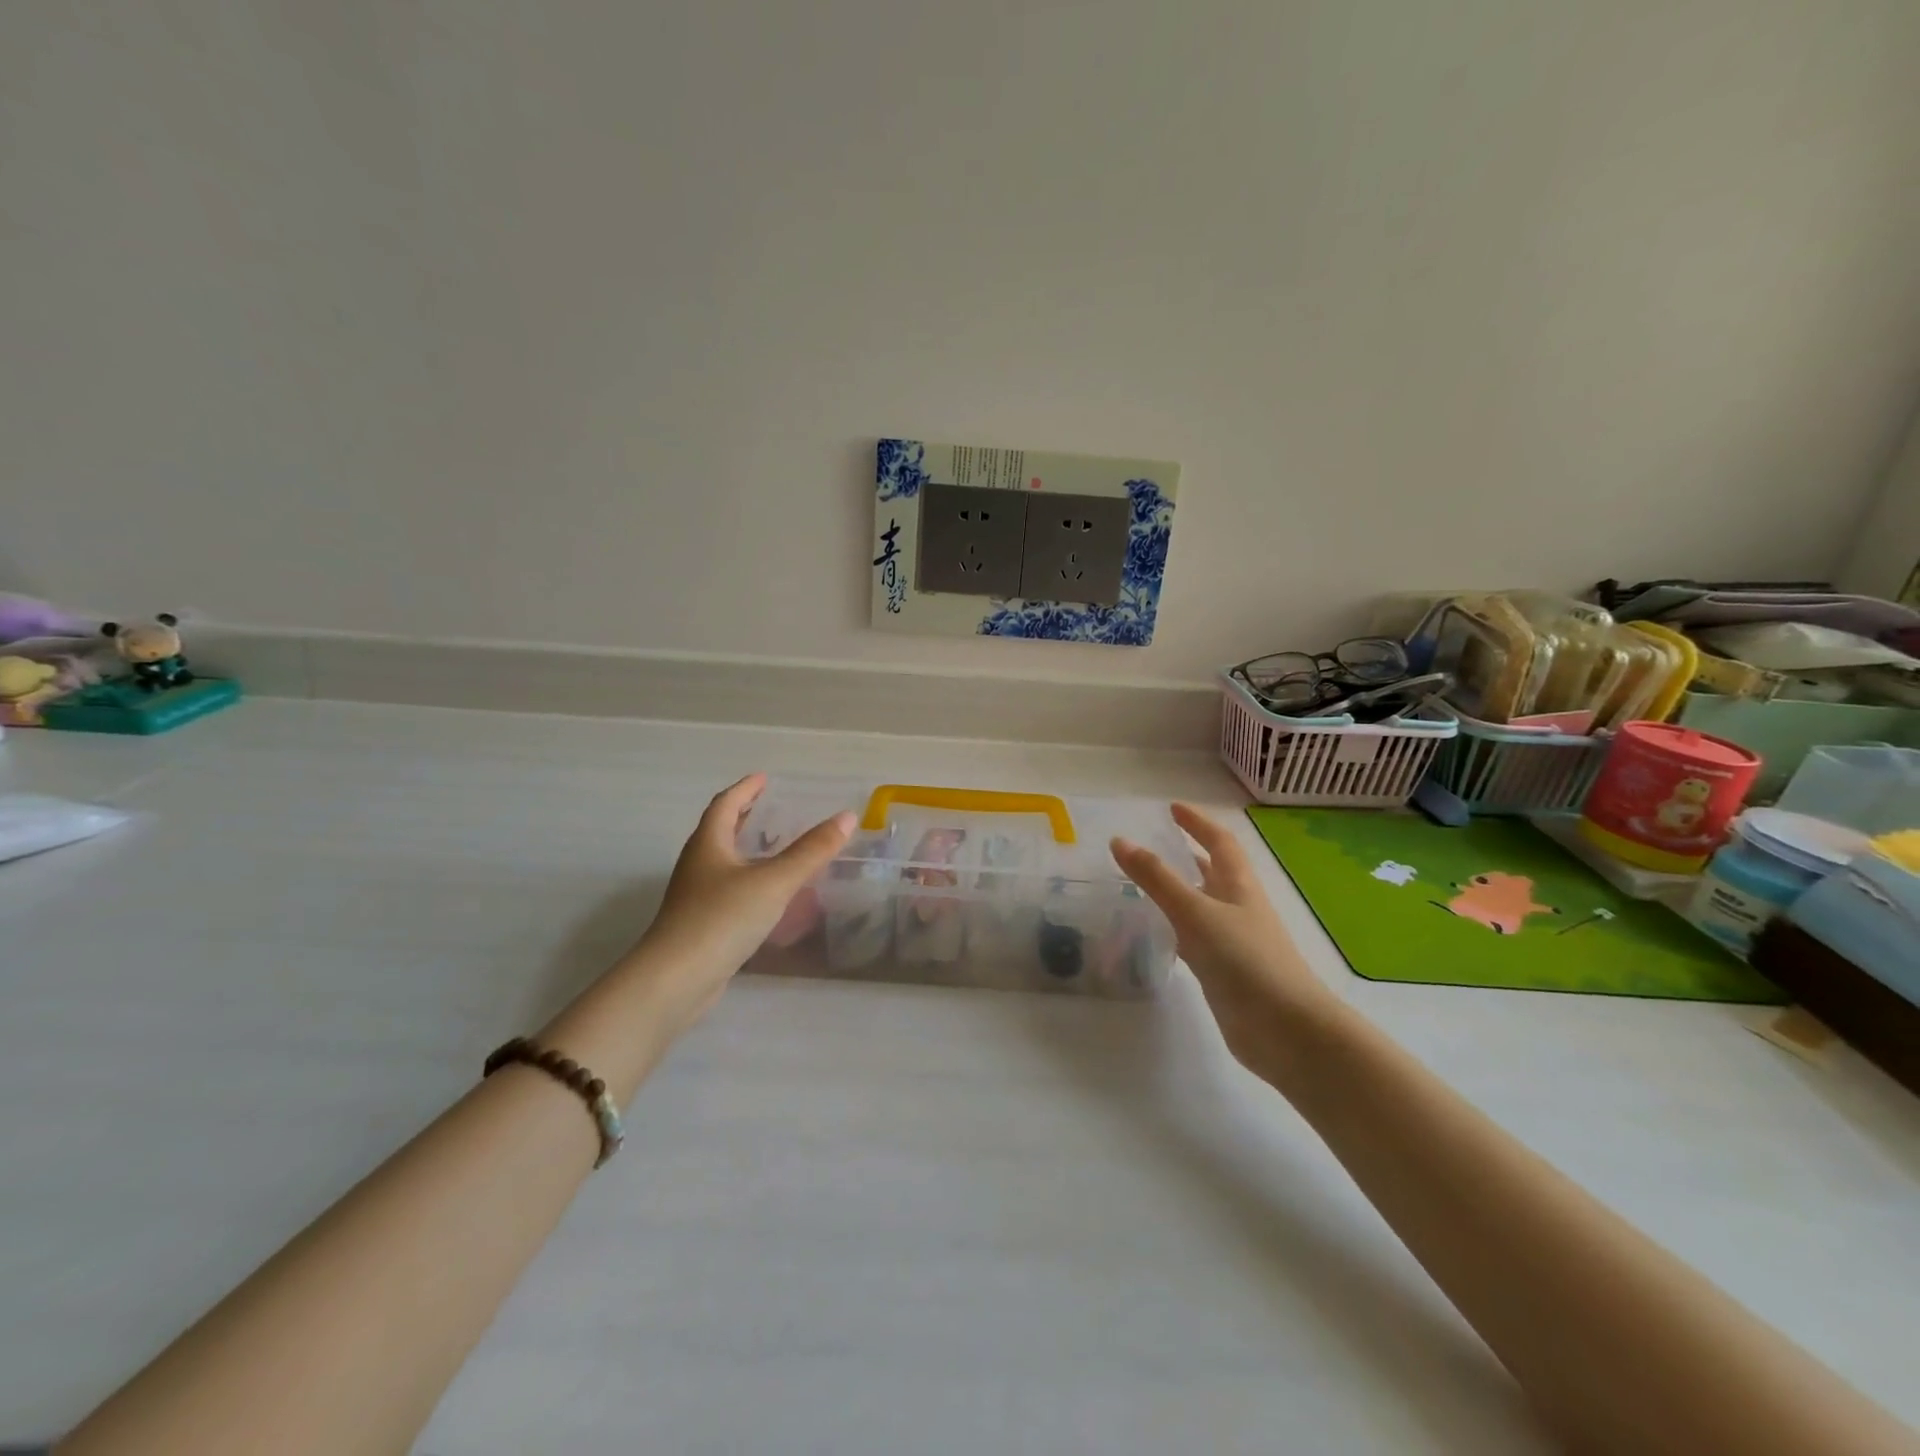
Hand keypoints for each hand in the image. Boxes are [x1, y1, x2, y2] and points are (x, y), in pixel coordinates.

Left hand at [635, 773, 853, 1006]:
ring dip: (744, 848)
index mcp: (708, 844)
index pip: (725, 804)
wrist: (675, 980)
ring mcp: (695, 896)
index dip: (745, 789)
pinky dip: (747, 879)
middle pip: (719, 830)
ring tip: (773, 847)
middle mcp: (697, 864)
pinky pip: (726, 889)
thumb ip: (811, 851)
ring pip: (722, 861)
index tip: (764, 778)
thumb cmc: (722, 919)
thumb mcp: (774, 881)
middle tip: (769, 807)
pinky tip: (766, 894)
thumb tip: (847, 817)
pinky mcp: (700, 924)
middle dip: (743, 816)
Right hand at [1112, 804, 1336, 1073]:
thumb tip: (1120, 841)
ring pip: (1202, 906)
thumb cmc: (1244, 959)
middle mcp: (1238, 907)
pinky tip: (1156, 935)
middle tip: (1153, 845)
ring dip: (1178, 892)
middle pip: (1213, 872)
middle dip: (1187, 855)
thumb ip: (1156, 878)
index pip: (1219, 842)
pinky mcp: (1225, 971)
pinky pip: (1195, 939)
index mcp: (1239, 885)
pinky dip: (1175, 929)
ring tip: (1143, 885)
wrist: (1285, 1029)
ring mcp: (1234, 941)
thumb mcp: (1195, 912)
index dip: (1198, 823)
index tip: (1173, 809)